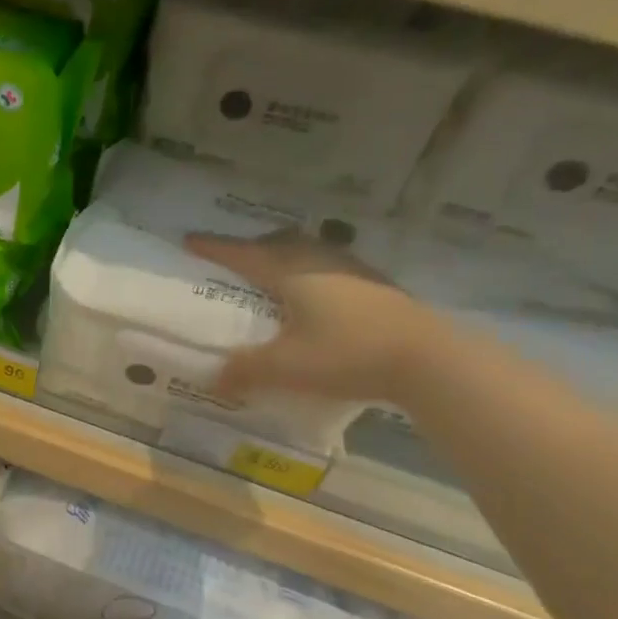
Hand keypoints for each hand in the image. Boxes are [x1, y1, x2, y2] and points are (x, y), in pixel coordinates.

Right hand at [185, 230, 440, 404]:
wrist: (428, 358)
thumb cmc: (348, 353)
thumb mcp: (286, 367)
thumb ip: (245, 370)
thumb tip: (213, 379)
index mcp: (291, 271)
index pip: (243, 254)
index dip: (214, 248)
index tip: (189, 240)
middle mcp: (320, 260)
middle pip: (278, 243)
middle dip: (251, 248)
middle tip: (233, 261)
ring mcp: (353, 270)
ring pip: (307, 252)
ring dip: (284, 258)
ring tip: (273, 278)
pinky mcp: (377, 286)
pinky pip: (330, 268)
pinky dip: (311, 274)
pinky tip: (316, 299)